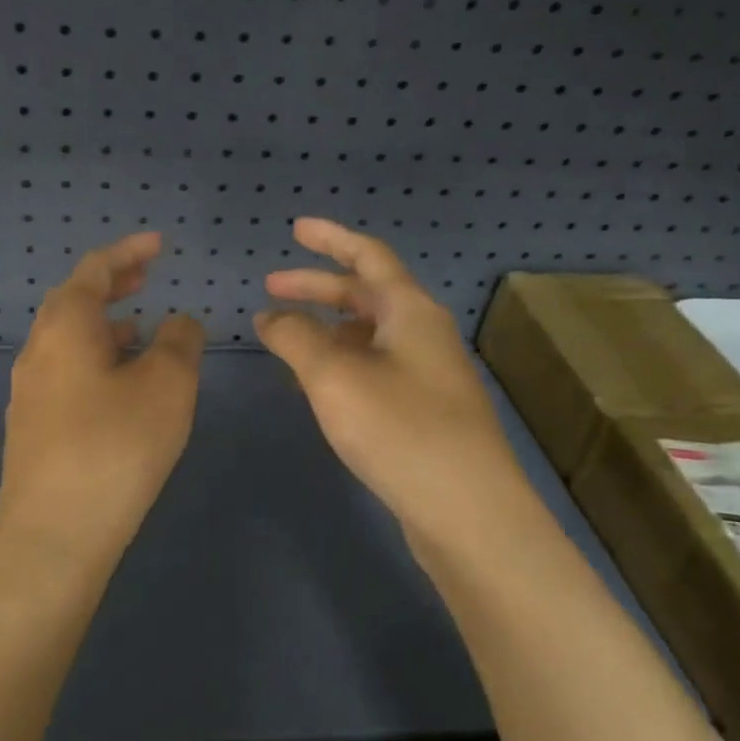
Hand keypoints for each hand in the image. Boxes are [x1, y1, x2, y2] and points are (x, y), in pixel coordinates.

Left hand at [0, 233, 204, 574]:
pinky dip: (96, 360)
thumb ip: (179, 342)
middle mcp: (38, 352)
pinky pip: (66, 374)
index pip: (94, 270)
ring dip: (104, 326)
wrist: (53, 536)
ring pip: (68, 341)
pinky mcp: (33, 428)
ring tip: (141, 328)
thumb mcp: (166, 386)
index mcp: (65, 328)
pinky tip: (120, 386)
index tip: (159, 244)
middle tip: (147, 277)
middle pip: (73, 302)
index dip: (128, 251)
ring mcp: (29, 392)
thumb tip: (179, 321)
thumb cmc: (115, 448)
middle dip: (112, 284)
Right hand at [255, 219, 520, 551]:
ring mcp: (429, 373)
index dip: (330, 238)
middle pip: (366, 294)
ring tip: (288, 339)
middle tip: (271, 289)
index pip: (367, 256)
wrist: (469, 512)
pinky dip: (343, 361)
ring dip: (328, 327)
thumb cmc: (400, 429)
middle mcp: (424, 333)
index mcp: (410, 311)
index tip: (296, 228)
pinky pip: (376, 366)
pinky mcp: (427, 410)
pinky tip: (322, 384)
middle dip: (317, 287)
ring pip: (371, 333)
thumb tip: (269, 315)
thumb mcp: (334, 377)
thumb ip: (296, 338)